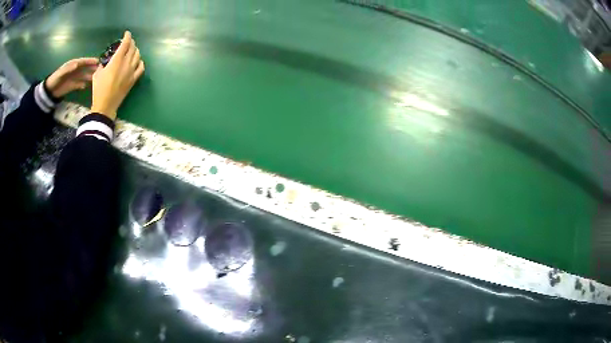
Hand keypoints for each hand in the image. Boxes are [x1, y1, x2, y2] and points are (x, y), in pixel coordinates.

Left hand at [45, 58, 98, 97]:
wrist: (49, 91)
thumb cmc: (55, 79)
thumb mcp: (61, 73)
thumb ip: (69, 68)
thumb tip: (77, 64)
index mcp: (73, 65)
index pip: (83, 61)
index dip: (90, 61)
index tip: (98, 61)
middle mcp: (75, 70)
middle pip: (85, 68)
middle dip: (92, 68)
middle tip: (101, 69)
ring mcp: (74, 78)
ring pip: (84, 76)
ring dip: (90, 76)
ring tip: (97, 78)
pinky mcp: (72, 86)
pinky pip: (80, 84)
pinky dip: (83, 84)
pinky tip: (87, 86)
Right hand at [91, 31, 144, 119]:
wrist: (105, 104)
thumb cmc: (99, 89)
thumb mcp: (97, 74)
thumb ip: (103, 65)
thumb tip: (106, 62)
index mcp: (117, 60)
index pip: (125, 44)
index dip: (127, 37)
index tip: (127, 33)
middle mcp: (126, 63)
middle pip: (133, 48)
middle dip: (131, 43)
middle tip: (128, 42)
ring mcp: (131, 71)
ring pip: (138, 56)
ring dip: (135, 51)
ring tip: (132, 51)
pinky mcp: (134, 79)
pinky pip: (141, 67)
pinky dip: (140, 62)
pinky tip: (137, 62)